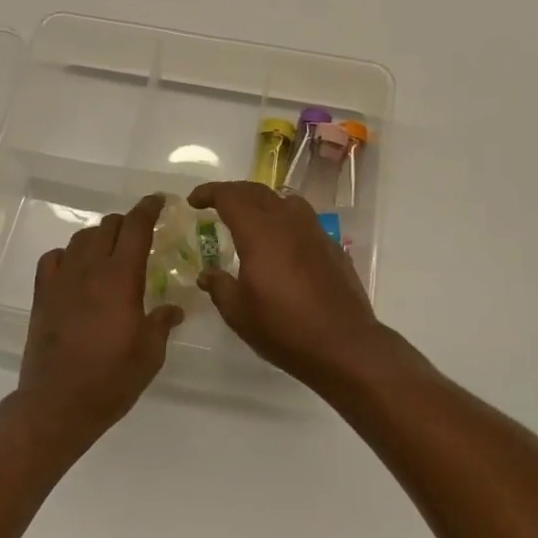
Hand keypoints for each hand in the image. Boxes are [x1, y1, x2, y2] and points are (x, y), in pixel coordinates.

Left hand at [19, 194, 183, 443]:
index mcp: (121, 277)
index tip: (158, 201)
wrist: (58, 404)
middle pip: (107, 227)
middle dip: (126, 223)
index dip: (148, 209)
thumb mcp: (150, 353)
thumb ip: (162, 323)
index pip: (135, 227)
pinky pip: (54, 259)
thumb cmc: (111, 379)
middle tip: (140, 234)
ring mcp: (61, 280)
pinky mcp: (42, 295)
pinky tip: (76, 269)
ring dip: (99, 237)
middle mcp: (89, 269)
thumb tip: (174, 308)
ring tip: (110, 251)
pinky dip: (69, 255)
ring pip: (81, 238)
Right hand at [187, 182, 390, 388]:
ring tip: (250, 219)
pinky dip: (284, 220)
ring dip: (262, 202)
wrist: (343, 344)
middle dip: (233, 193)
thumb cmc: (283, 328)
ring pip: (284, 201)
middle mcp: (288, 222)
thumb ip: (219, 286)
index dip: (210, 193)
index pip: (230, 196)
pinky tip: (281, 245)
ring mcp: (314, 231)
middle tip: (216, 205)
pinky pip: (303, 220)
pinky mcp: (331, 246)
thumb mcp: (239, 313)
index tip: (194, 201)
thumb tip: (207, 274)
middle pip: (257, 192)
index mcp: (260, 232)